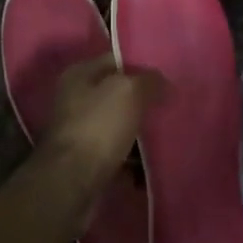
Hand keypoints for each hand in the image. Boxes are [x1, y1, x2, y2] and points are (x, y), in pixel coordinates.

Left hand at [39, 57, 157, 184]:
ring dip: (140, 132)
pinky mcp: (85, 161)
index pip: (116, 60)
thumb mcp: (129, 91)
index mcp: (79, 74)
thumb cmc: (98, 127)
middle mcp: (75, 99)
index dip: (142, 66)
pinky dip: (133, 158)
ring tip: (167, 135)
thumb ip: (149, 80)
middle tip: (171, 106)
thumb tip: (163, 82)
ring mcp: (79, 131)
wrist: (71, 182)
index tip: (168, 76)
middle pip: (117, 94)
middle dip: (143, 101)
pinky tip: (154, 162)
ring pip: (119, 125)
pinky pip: (117, 153)